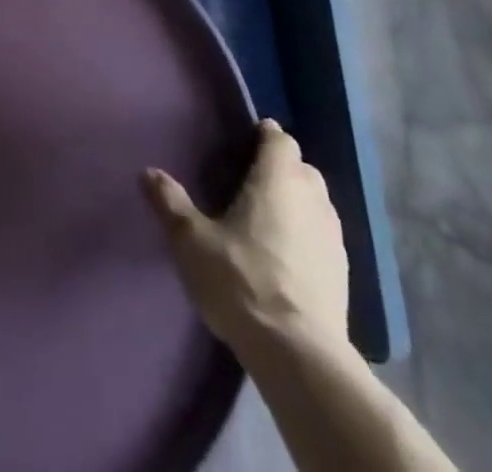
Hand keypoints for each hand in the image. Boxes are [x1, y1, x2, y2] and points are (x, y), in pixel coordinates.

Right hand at [142, 118, 349, 359]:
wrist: (299, 355)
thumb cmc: (242, 281)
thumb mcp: (192, 242)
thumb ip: (171, 203)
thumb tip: (148, 172)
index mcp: (277, 179)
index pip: (280, 139)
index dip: (265, 136)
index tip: (246, 142)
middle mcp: (311, 197)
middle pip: (301, 168)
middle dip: (281, 168)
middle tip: (251, 182)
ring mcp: (333, 236)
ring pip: (316, 202)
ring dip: (298, 202)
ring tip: (268, 219)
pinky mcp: (343, 273)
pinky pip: (324, 236)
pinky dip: (308, 236)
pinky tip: (287, 258)